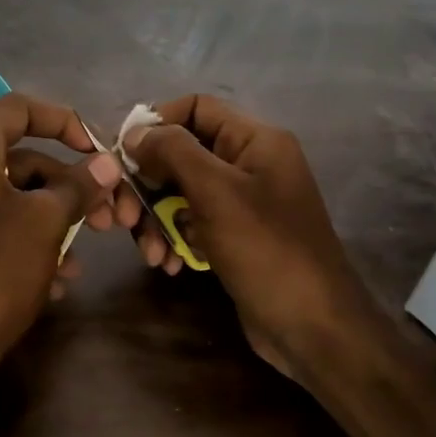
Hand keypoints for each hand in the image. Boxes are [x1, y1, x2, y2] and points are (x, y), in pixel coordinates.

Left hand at [0, 93, 122, 369]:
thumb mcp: (46, 222)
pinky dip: (20, 237)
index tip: (96, 150)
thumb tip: (107, 164)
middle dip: (64, 186)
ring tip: (79, 259)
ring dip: (48, 219)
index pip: (17, 108)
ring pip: (4, 195)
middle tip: (102, 218)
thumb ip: (78, 185)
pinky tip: (52, 277)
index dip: (64, 121)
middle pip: (15, 158)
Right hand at [123, 95, 366, 373]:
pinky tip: (169, 265)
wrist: (313, 328)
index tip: (122, 155)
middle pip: (182, 154)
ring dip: (157, 220)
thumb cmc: (266, 251)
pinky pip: (193, 224)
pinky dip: (175, 240)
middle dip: (148, 184)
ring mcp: (243, 204)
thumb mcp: (216, 192)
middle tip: (126, 217)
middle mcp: (250, 164)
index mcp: (256, 140)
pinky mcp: (235, 238)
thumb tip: (136, 133)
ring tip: (151, 252)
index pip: (196, 107)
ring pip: (181, 193)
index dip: (156, 124)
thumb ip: (173, 152)